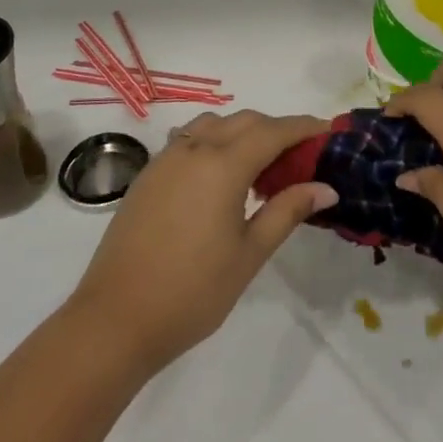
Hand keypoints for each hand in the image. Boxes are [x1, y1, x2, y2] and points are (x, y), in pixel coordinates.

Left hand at [68, 110, 335, 371]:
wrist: (115, 320)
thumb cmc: (192, 291)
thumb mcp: (250, 254)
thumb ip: (287, 211)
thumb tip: (326, 187)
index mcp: (222, 165)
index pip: (273, 132)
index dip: (303, 127)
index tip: (327, 130)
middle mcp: (193, 150)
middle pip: (244, 121)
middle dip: (275, 128)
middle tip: (300, 154)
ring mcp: (166, 159)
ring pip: (213, 124)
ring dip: (242, 131)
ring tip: (261, 163)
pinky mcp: (148, 175)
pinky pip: (188, 139)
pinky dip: (214, 141)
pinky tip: (221, 175)